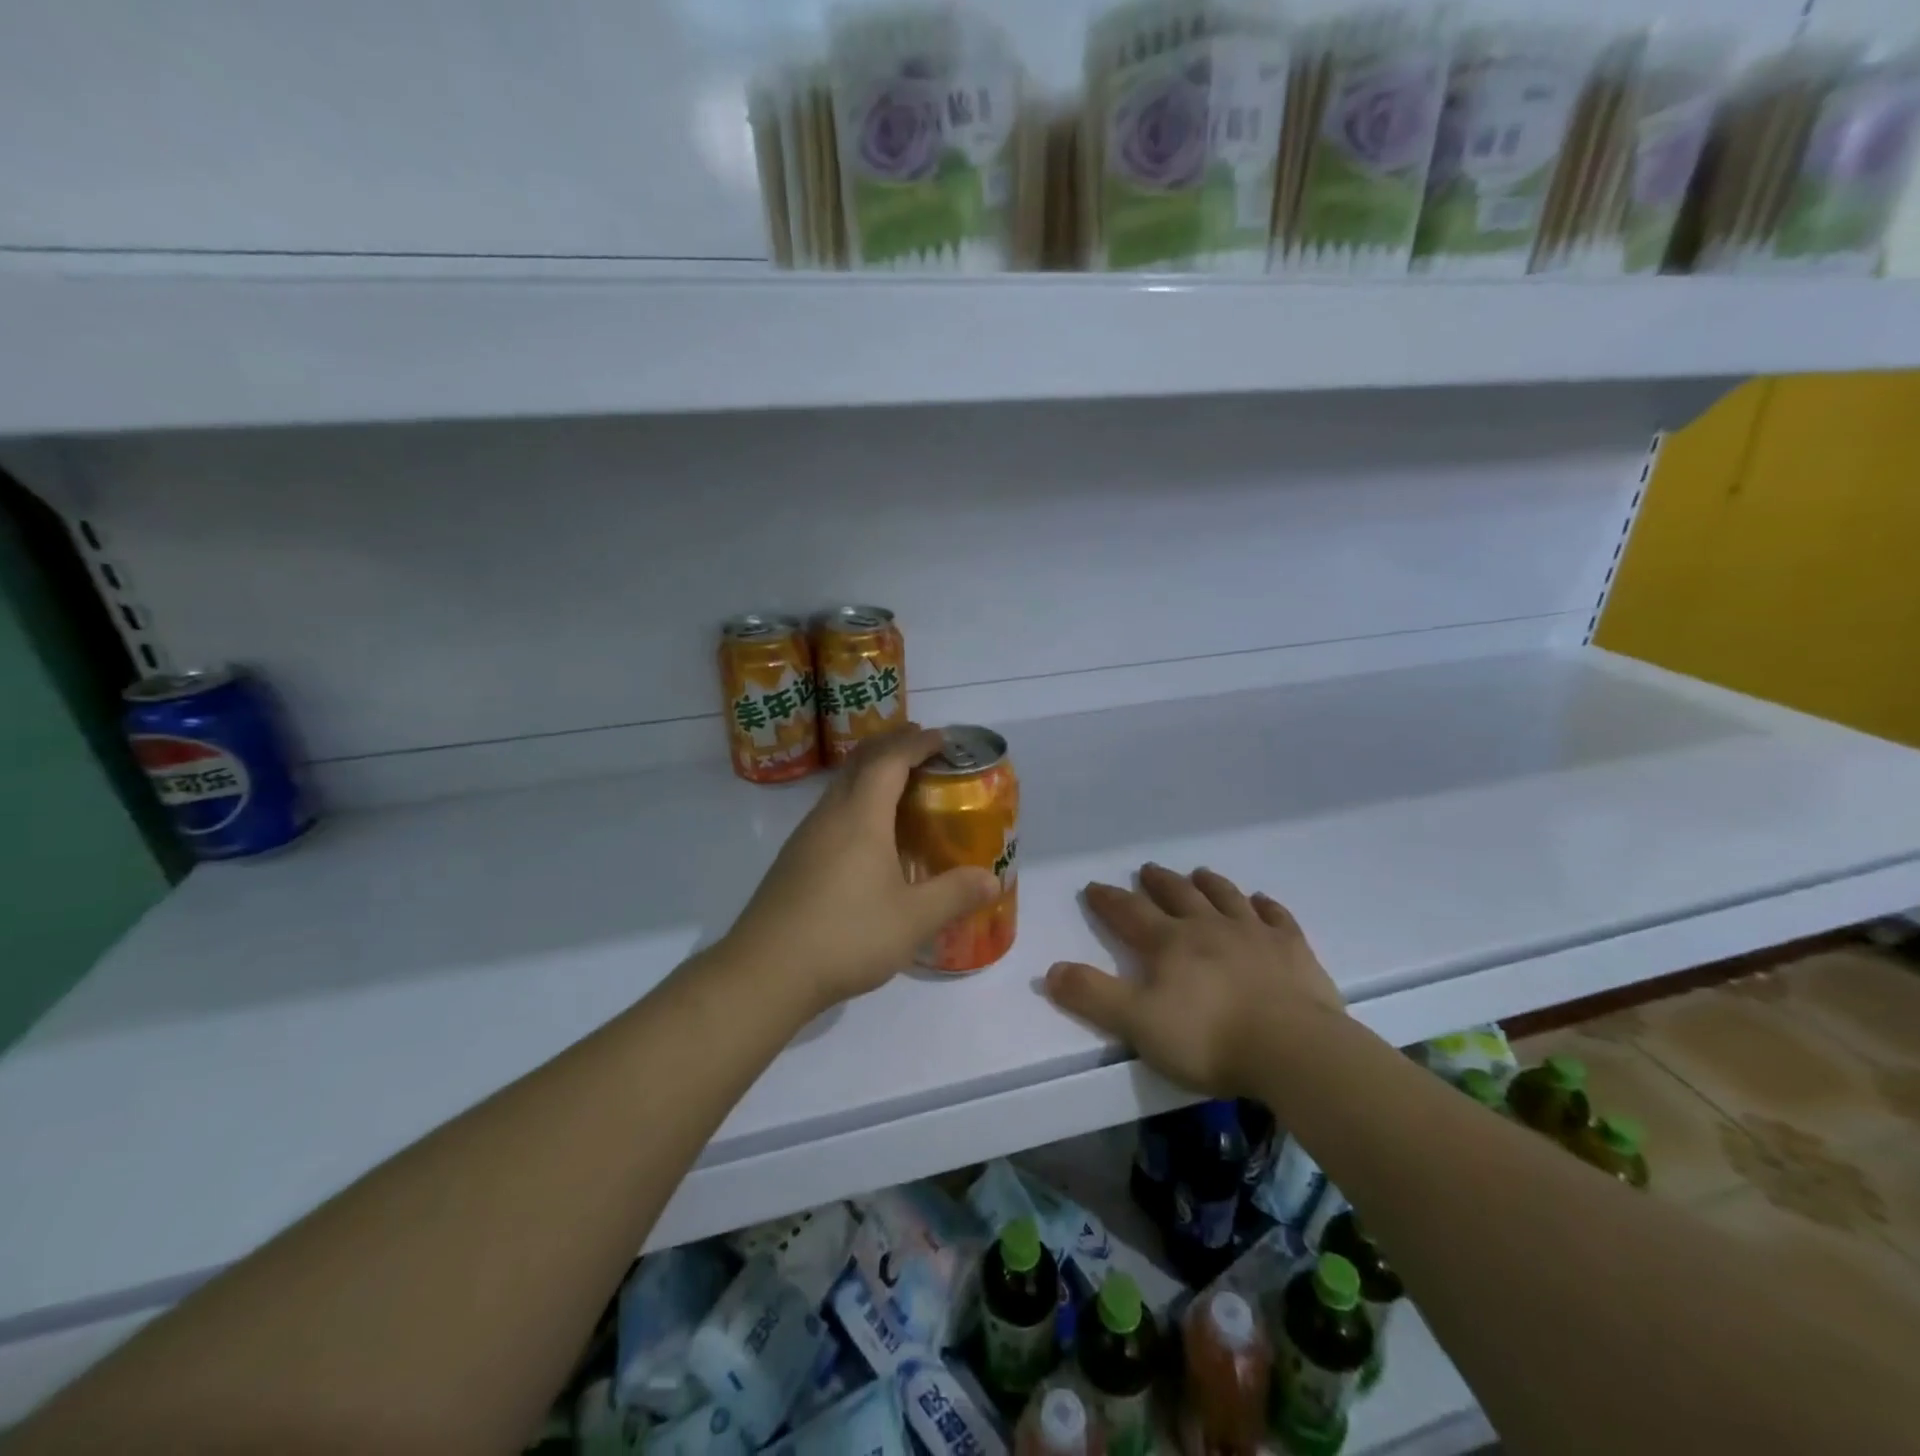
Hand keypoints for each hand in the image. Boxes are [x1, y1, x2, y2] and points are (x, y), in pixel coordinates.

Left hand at [721, 727, 1000, 1014]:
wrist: (766, 972)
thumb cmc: (846, 936)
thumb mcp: (913, 920)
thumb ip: (954, 895)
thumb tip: (991, 879)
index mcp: (860, 816)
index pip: (889, 760)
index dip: (916, 743)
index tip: (942, 738)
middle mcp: (829, 815)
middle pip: (859, 762)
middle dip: (891, 747)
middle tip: (922, 748)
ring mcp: (805, 837)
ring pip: (840, 786)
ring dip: (870, 774)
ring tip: (900, 788)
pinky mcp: (793, 860)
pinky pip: (830, 812)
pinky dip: (856, 802)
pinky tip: (868, 837)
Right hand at [1044, 864, 1342, 1096]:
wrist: (1293, 1049)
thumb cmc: (1209, 1038)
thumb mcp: (1138, 1024)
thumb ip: (1093, 996)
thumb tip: (1051, 971)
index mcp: (1170, 943)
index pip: (1130, 913)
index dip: (1109, 900)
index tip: (1094, 887)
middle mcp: (1209, 927)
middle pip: (1178, 895)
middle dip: (1159, 882)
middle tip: (1147, 869)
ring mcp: (1254, 934)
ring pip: (1226, 898)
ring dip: (1209, 884)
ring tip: (1199, 873)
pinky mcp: (1293, 950)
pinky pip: (1277, 917)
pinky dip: (1266, 906)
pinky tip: (1261, 902)